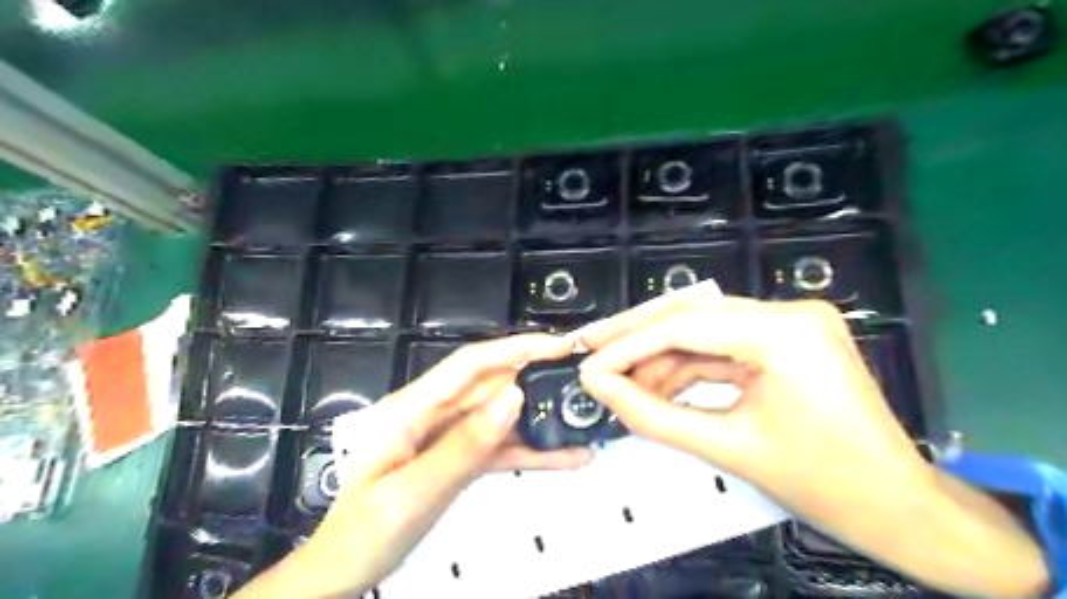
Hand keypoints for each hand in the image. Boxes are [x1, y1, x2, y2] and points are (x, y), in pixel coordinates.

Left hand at [232, 332, 590, 598]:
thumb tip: (515, 395)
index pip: (470, 364)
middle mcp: (432, 413)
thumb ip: (464, 446)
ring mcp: (447, 435)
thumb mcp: (412, 494)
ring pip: (500, 413)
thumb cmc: (364, 535)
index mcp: (412, 409)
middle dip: (536, 372)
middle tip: (583, 375)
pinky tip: (566, 456)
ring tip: (582, 414)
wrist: (341, 573)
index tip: (559, 346)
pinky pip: (498, 445)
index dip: (516, 348)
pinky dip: (531, 449)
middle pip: (490, 382)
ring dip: (540, 413)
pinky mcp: (458, 457)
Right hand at [581, 292, 922, 525]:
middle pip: (690, 314)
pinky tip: (656, 385)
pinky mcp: (785, 340)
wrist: (900, 510)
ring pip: (702, 328)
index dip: (628, 345)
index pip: (684, 325)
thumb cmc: (823, 485)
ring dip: (659, 356)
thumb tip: (598, 386)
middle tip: (590, 350)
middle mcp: (788, 312)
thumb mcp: (726, 448)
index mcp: (784, 332)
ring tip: (621, 382)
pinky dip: (686, 366)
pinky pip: (721, 345)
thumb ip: (652, 414)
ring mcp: (789, 323)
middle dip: (636, 336)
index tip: (588, 366)